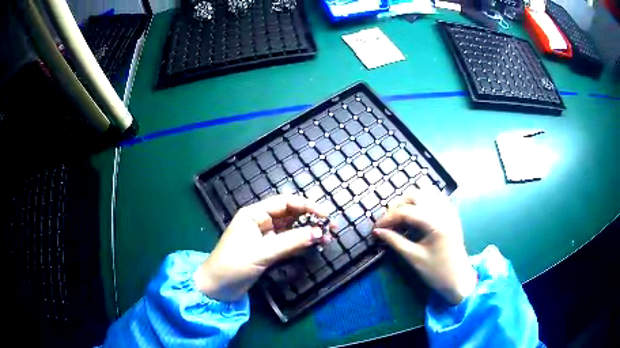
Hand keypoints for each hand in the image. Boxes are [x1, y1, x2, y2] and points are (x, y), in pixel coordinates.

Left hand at [194, 195, 331, 301]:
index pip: (285, 202)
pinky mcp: (268, 251)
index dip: (306, 206)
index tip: (325, 215)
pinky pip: (289, 243)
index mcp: (254, 214)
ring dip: (308, 233)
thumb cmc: (234, 264)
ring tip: (327, 239)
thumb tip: (319, 232)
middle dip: (311, 219)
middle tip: (332, 228)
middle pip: (290, 215)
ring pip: (291, 230)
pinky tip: (314, 245)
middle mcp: (261, 222)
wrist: (218, 288)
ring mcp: (265, 237)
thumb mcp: (262, 252)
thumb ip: (291, 242)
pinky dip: (301, 244)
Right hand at [374, 188, 476, 304]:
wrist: (459, 280)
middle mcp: (443, 211)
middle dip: (398, 206)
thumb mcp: (414, 258)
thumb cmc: (437, 272)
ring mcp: (449, 211)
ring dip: (410, 201)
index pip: (406, 212)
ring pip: (426, 193)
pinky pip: (435, 198)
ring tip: (399, 216)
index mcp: (436, 223)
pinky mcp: (451, 214)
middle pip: (415, 196)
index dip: (388, 218)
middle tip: (387, 222)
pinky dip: (422, 201)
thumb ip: (395, 241)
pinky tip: (415, 212)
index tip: (375, 228)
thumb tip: (377, 232)